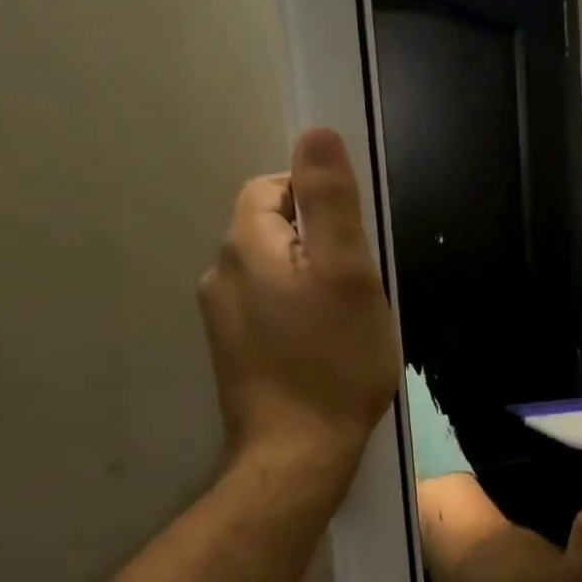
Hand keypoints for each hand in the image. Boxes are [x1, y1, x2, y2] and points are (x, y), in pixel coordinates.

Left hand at [199, 129, 400, 496]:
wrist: (298, 449)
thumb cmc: (335, 359)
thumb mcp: (348, 273)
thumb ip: (331, 202)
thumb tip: (316, 132)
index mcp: (247, 245)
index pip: (275, 187)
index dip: (320, 203)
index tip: (357, 247)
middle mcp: (221, 272)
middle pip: (272, 227)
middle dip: (319, 243)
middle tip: (360, 287)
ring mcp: (221, 315)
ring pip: (272, 269)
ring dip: (309, 278)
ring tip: (346, 318)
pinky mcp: (233, 348)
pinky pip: (267, 305)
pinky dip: (297, 310)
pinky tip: (323, 344)